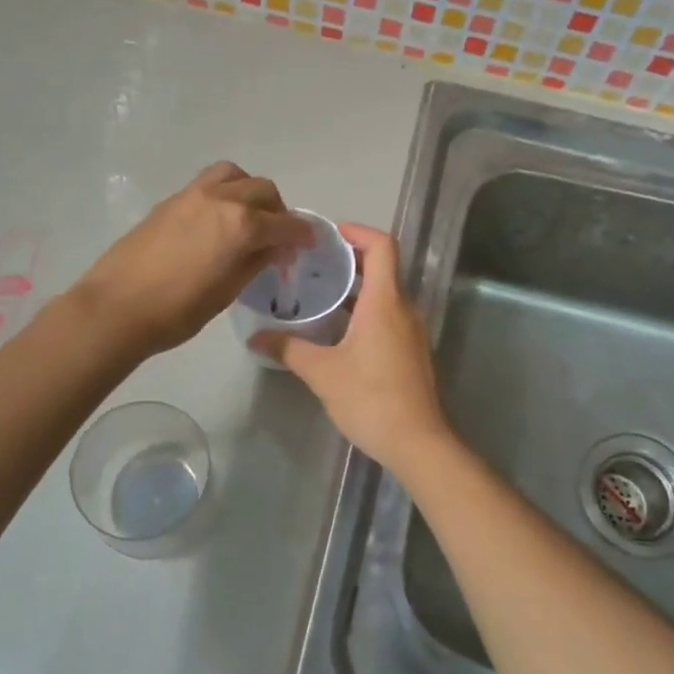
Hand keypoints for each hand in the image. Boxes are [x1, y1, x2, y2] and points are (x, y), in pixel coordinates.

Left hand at [69, 163, 312, 356]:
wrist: (117, 307)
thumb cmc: (178, 310)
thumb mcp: (228, 291)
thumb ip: (256, 262)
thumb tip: (274, 247)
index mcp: (241, 225)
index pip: (284, 224)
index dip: (301, 234)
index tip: (308, 243)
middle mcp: (221, 199)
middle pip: (263, 190)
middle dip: (278, 211)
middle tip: (278, 237)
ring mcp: (193, 194)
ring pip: (235, 175)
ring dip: (250, 191)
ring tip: (249, 217)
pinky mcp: (171, 200)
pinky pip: (209, 183)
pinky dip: (225, 192)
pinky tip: (219, 221)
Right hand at [255, 225, 452, 470]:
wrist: (417, 442)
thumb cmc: (370, 399)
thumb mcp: (322, 372)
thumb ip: (289, 348)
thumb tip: (256, 337)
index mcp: (385, 302)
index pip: (382, 246)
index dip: (358, 231)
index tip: (330, 234)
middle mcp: (404, 308)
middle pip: (383, 267)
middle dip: (350, 259)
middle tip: (314, 263)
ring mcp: (411, 331)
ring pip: (385, 294)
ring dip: (356, 288)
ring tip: (320, 293)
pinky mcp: (412, 351)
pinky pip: (388, 315)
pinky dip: (365, 310)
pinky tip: (337, 330)